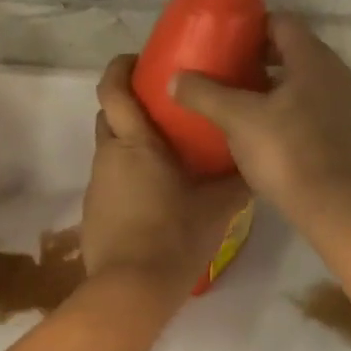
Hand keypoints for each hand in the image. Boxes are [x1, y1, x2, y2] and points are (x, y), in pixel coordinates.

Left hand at [82, 56, 249, 290]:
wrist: (131, 291)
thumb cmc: (174, 237)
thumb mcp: (217, 208)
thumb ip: (237, 182)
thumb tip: (257, 163)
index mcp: (135, 144)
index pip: (113, 89)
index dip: (121, 67)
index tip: (140, 59)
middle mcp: (109, 156)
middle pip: (110, 115)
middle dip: (131, 105)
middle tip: (166, 108)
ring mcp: (97, 185)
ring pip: (111, 149)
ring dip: (133, 143)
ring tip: (169, 154)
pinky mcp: (94, 211)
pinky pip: (111, 179)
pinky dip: (129, 175)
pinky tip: (156, 194)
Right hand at [169, 15, 350, 221]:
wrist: (331, 206)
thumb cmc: (286, 152)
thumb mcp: (237, 118)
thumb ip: (204, 93)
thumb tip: (175, 78)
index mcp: (313, 59)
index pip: (281, 22)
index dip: (249, 25)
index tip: (220, 38)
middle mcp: (331, 72)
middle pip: (288, 48)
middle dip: (253, 55)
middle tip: (219, 65)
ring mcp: (337, 101)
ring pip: (295, 77)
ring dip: (264, 81)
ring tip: (229, 93)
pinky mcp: (335, 128)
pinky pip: (303, 101)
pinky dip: (278, 103)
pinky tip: (251, 121)